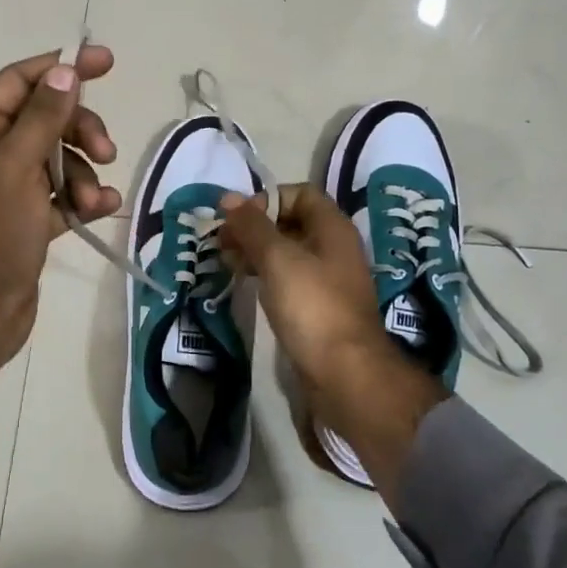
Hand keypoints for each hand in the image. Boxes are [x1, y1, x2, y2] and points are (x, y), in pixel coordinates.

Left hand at [0, 46, 119, 477]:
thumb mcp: (15, 169)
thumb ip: (42, 117)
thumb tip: (65, 69)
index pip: (19, 81)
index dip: (61, 67)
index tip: (105, 61)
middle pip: (47, 118)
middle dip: (80, 130)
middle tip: (105, 151)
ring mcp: (10, 187)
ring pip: (61, 157)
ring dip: (85, 173)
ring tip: (93, 201)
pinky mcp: (29, 219)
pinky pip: (65, 194)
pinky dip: (85, 198)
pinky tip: (102, 210)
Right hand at [216, 184, 385, 385]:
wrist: (344, 373)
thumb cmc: (312, 306)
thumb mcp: (277, 259)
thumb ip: (252, 226)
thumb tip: (228, 197)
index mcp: (332, 227)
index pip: (299, 193)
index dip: (266, 199)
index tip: (237, 217)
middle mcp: (333, 247)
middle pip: (290, 222)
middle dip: (254, 227)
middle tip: (222, 240)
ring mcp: (327, 279)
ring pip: (286, 251)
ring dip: (255, 251)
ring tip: (225, 260)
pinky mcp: (317, 307)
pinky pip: (288, 278)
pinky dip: (265, 274)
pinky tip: (244, 282)